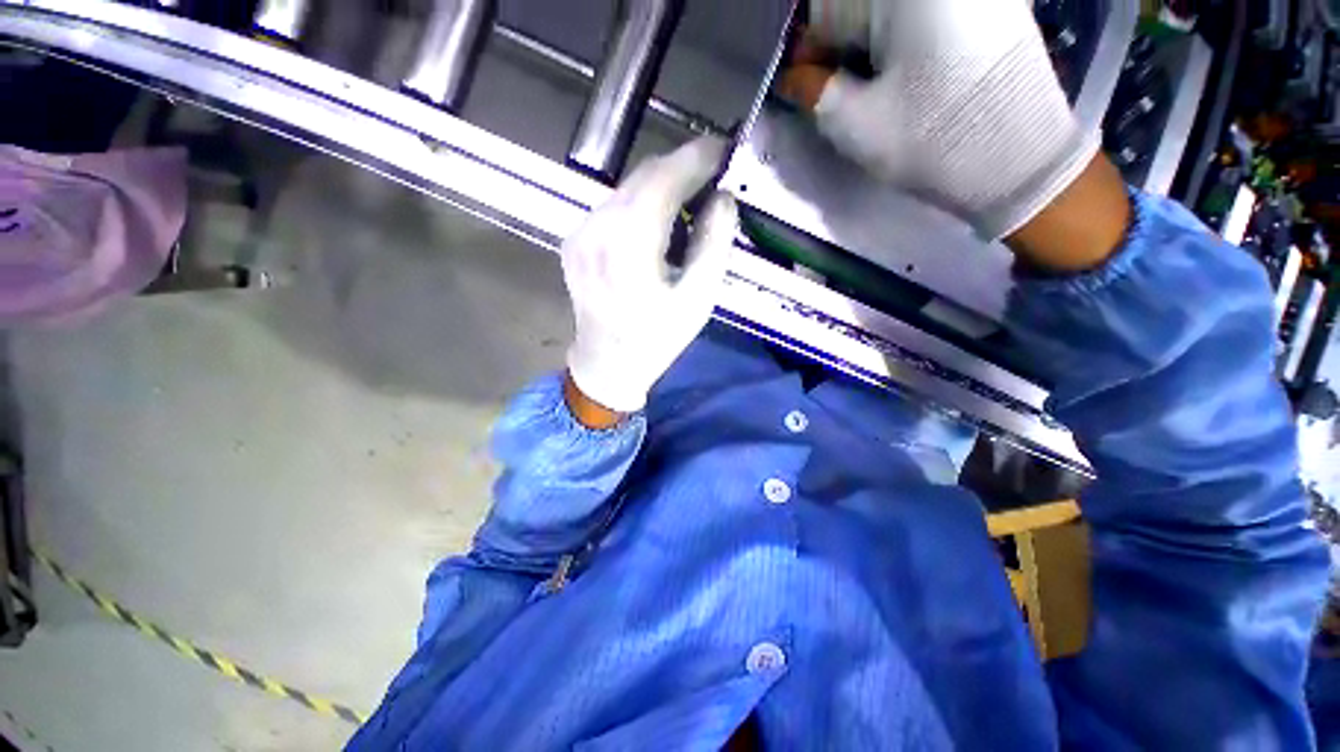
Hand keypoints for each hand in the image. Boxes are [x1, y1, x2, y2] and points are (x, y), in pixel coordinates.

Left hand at [562, 136, 738, 415]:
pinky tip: (656, 229)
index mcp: (629, 244)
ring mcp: (580, 232)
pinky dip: (640, 205)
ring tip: (687, 211)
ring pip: (627, 188)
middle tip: (712, 183)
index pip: (665, 178)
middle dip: (682, 170)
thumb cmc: (657, 339)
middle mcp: (597, 228)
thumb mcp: (698, 299)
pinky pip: (612, 207)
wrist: (606, 365)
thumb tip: (723, 198)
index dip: (697, 157)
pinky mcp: (574, 240)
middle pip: (644, 176)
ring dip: (661, 188)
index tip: (724, 149)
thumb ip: (713, 243)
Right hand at [784, 0, 1100, 240]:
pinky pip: (929, 16)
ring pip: (895, 13)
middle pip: (864, 5)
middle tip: (839, 87)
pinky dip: (905, 40)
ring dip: (873, 43)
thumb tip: (793, 75)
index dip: (812, 47)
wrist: (1020, 160)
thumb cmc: (931, 138)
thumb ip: (812, 91)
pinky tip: (908, 74)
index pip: (827, 6)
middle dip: (843, 42)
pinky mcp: (994, 5)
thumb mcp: (856, 123)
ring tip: (875, 86)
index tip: (809, 83)